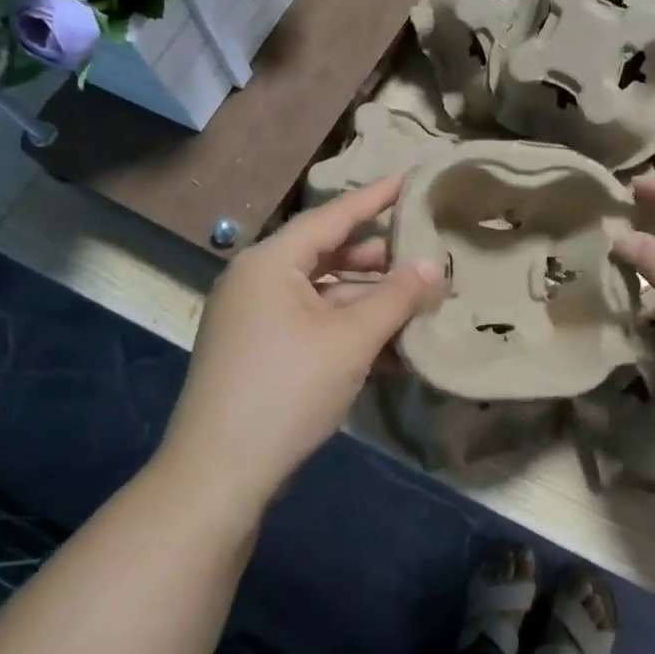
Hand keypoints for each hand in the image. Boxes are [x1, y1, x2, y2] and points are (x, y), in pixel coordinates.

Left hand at [159, 177, 441, 508]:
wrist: (219, 473)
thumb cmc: (286, 390)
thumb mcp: (351, 339)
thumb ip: (397, 297)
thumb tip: (435, 264)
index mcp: (270, 263)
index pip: (332, 217)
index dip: (374, 198)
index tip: (409, 180)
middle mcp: (257, 282)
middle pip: (328, 255)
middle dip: (378, 259)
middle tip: (424, 254)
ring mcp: (255, 319)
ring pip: (323, 295)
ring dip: (368, 301)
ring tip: (416, 304)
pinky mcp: (260, 352)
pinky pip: (312, 325)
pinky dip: (348, 329)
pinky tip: (388, 347)